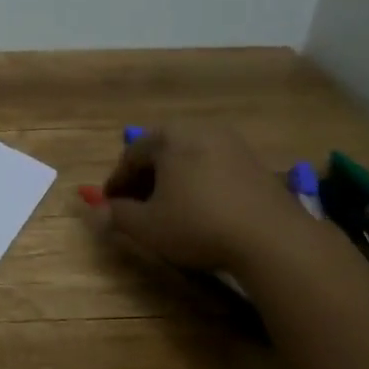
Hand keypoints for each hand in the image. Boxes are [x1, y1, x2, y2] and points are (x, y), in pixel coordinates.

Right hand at [96, 125, 311, 271]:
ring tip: (167, 208)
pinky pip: (214, 167)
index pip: (131, 154)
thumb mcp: (146, 226)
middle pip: (161, 151)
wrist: (271, 238)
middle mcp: (201, 130)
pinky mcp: (256, 163)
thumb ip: (117, 215)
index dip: (116, 181)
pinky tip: (199, 209)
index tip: (109, 205)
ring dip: (172, 179)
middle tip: (135, 205)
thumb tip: (97, 212)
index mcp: (170, 138)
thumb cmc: (197, 224)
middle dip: (144, 178)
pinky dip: (198, 183)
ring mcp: (232, 144)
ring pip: (189, 158)